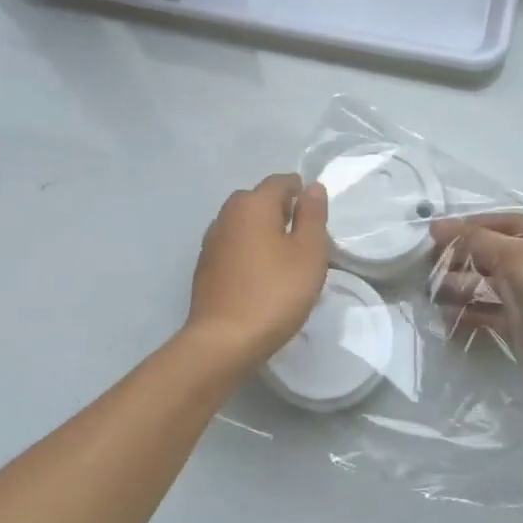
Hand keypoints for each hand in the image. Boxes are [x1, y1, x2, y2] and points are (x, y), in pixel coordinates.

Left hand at [186, 174, 330, 369]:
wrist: (224, 340)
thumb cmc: (275, 293)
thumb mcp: (308, 253)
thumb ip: (312, 215)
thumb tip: (312, 187)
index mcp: (252, 204)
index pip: (281, 182)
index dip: (302, 193)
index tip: (317, 218)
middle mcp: (227, 214)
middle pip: (259, 200)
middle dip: (282, 212)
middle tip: (304, 241)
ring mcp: (211, 241)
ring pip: (244, 225)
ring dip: (264, 233)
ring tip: (284, 261)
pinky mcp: (205, 267)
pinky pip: (234, 247)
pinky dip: (249, 252)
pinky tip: (260, 277)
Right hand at [429, 212, 522, 410]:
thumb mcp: (521, 260)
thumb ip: (480, 242)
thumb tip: (440, 227)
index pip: (498, 224)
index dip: (466, 226)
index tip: (430, 234)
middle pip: (490, 253)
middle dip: (459, 258)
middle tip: (426, 266)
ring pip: (488, 285)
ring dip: (459, 287)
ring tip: (430, 295)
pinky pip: (490, 315)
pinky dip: (469, 316)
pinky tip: (447, 320)